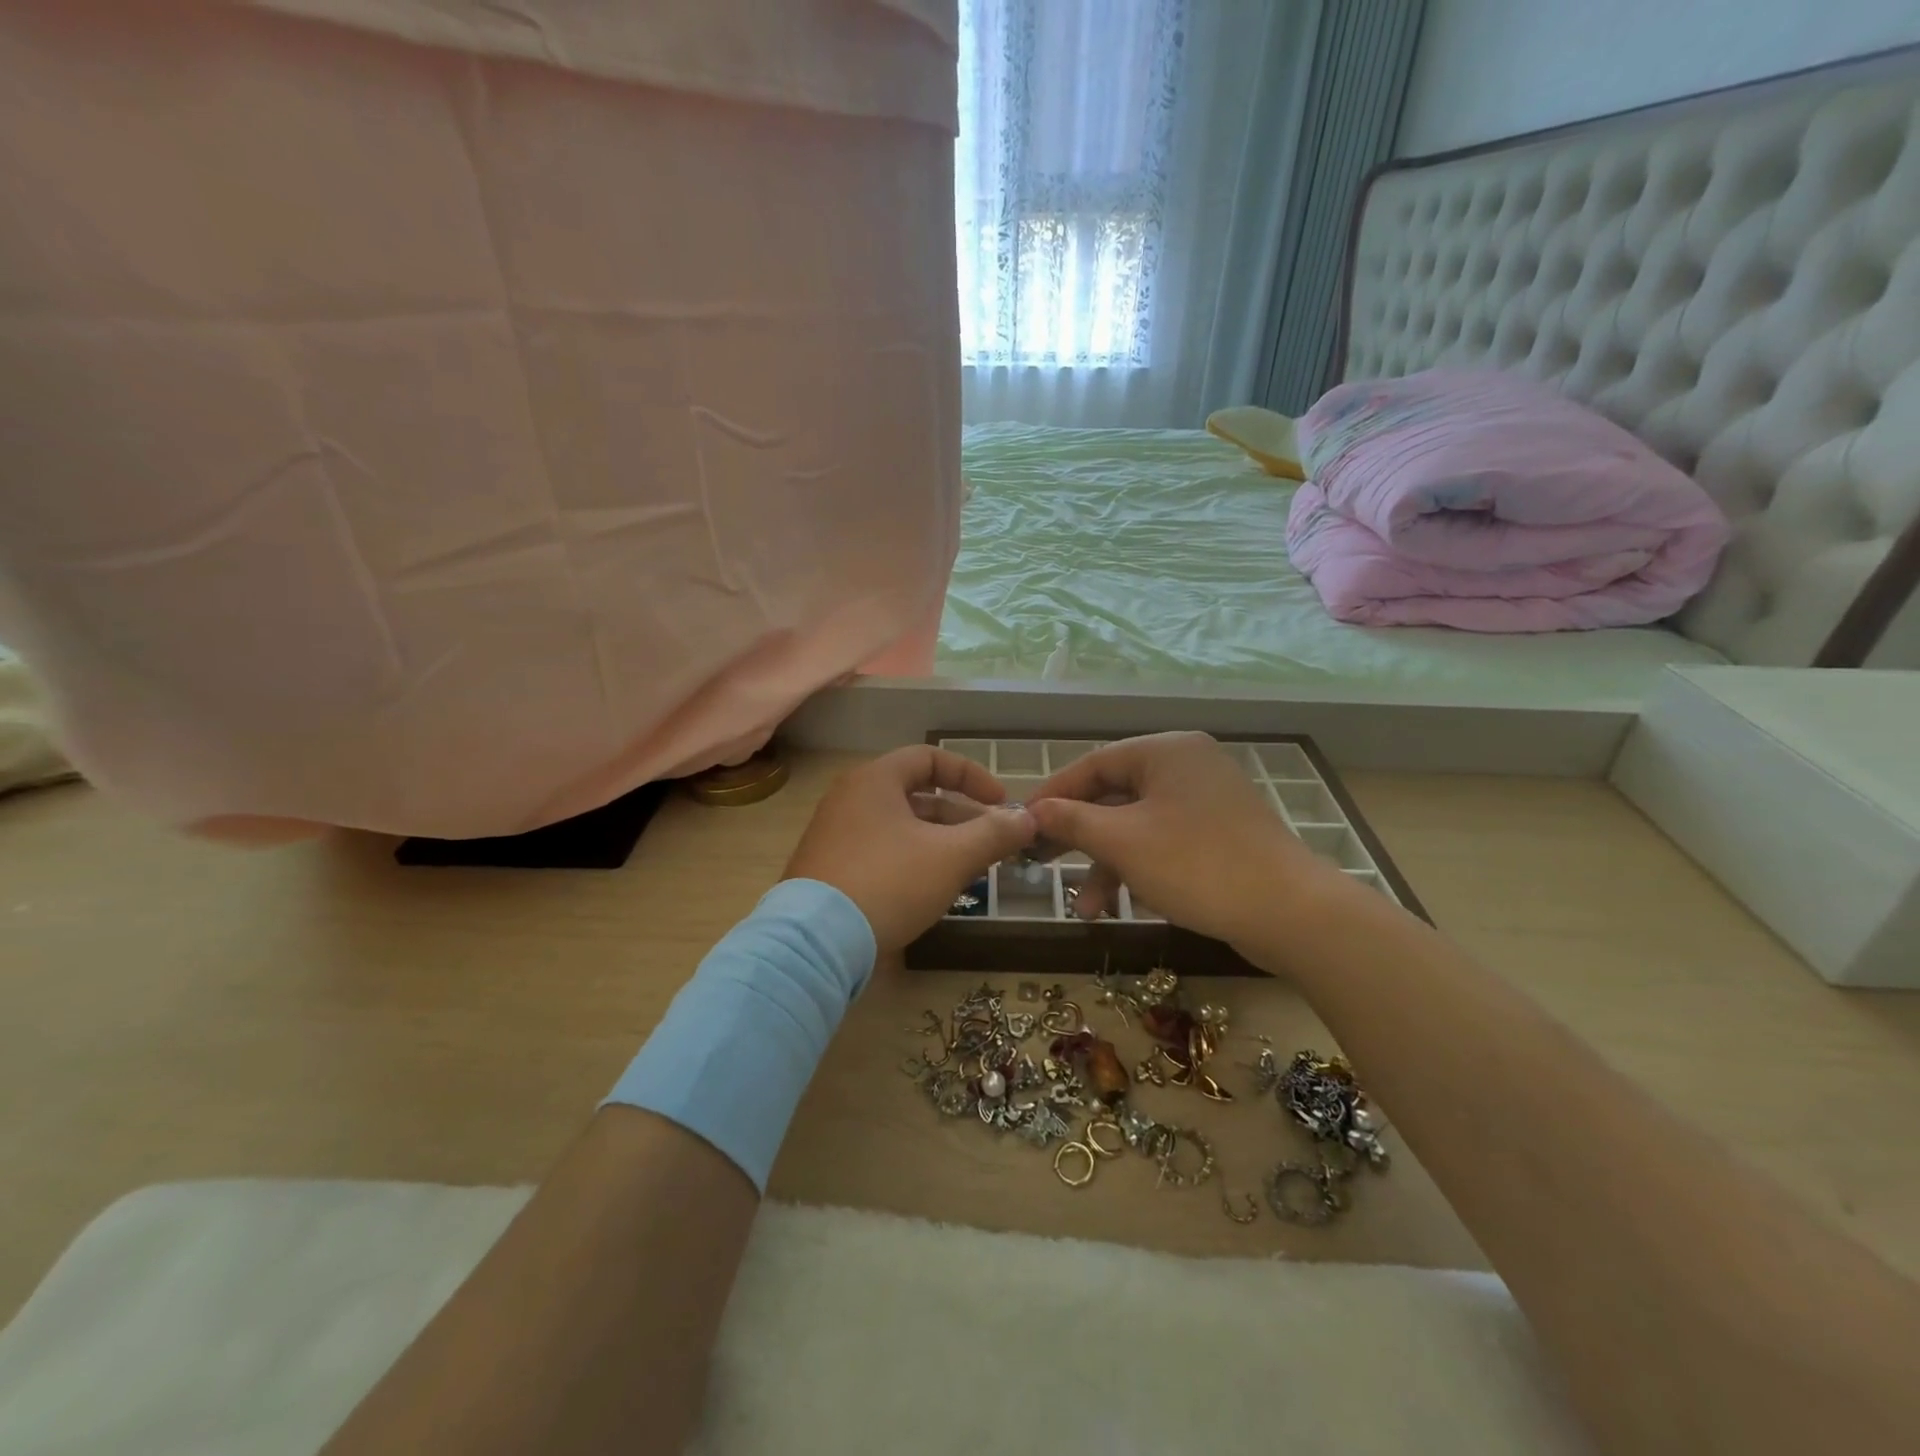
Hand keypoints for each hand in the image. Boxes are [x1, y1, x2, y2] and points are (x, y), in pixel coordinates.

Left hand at [783, 746, 1035, 953]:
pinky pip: (880, 851)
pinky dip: (912, 860)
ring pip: (899, 827)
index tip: (1001, 803)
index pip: (930, 757)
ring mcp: (834, 834)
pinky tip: (931, 890)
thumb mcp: (951, 857)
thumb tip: (1029, 819)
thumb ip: (994, 833)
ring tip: (969, 870)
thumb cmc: (889, 882)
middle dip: (960, 816)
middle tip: (990, 842)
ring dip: (939, 841)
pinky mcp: (828, 869)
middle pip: (916, 794)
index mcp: (875, 780)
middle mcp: (849, 798)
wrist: (815, 944)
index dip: (971, 775)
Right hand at [1026, 732, 1339, 951]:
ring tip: (1085, 908)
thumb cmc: (1196, 864)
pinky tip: (1121, 905)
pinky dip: (1139, 868)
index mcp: (1165, 751)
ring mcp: (1207, 801)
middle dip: (1078, 837)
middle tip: (1042, 862)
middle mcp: (1187, 766)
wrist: (1291, 913)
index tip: (1022, 823)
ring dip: (1107, 864)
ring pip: (1138, 825)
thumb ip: (1071, 821)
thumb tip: (1031, 811)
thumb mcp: (1122, 842)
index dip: (1053, 794)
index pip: (1094, 763)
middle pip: (1114, 795)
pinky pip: (1164, 841)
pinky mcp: (1220, 834)